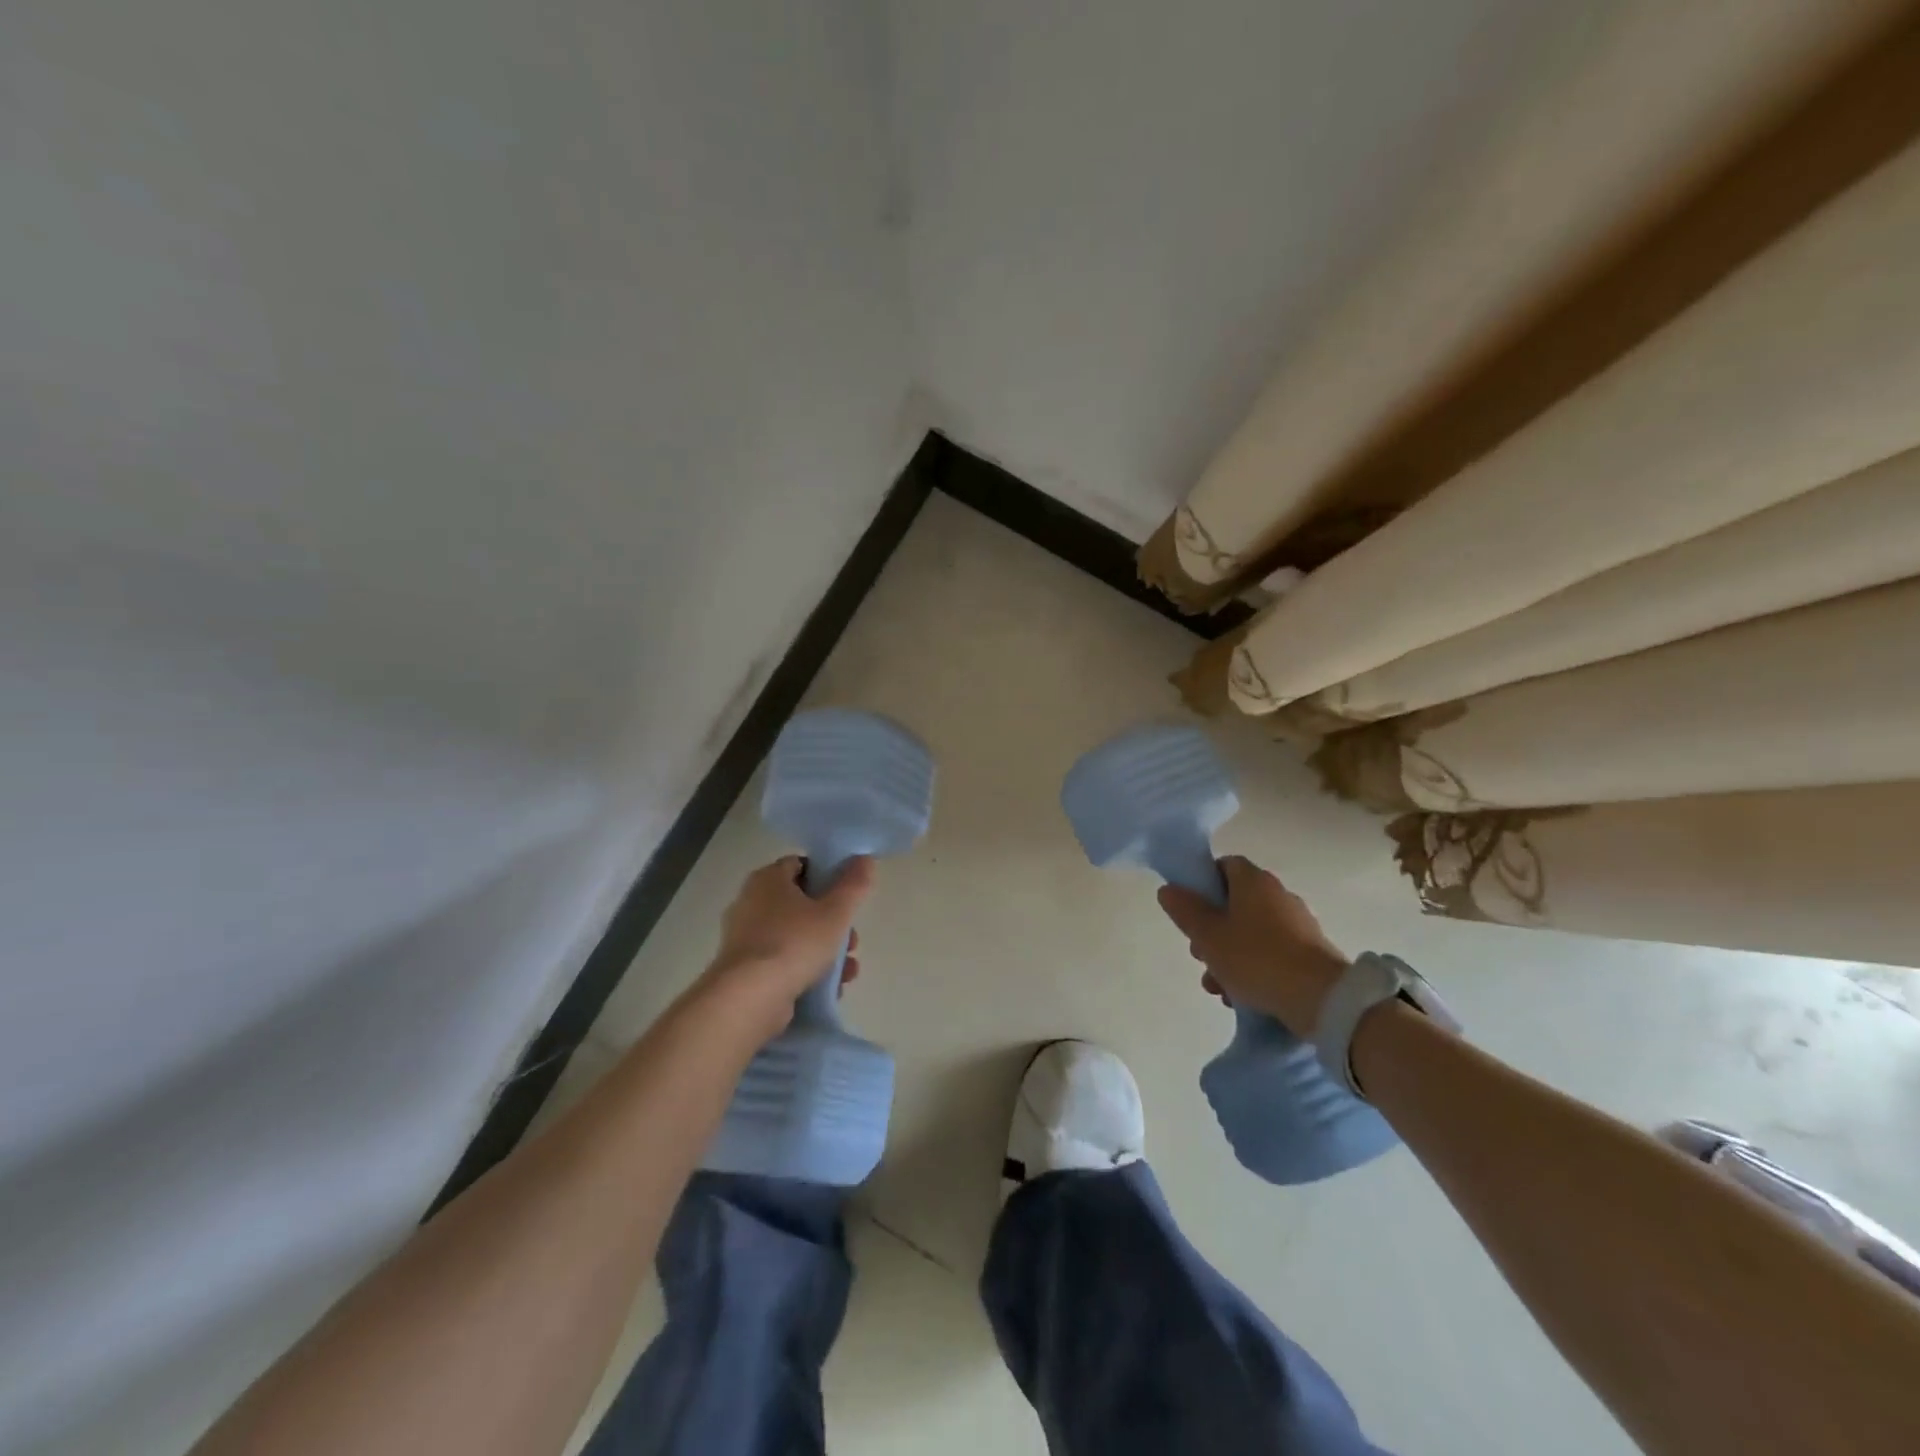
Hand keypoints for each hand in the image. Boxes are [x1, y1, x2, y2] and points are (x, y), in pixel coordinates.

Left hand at [696, 855, 873, 1028]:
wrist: (748, 999)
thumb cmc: (794, 943)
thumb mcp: (835, 912)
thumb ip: (854, 885)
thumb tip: (865, 859)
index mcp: (767, 879)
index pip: (800, 865)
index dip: (827, 876)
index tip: (847, 896)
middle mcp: (750, 903)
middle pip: (800, 904)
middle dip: (832, 922)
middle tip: (852, 941)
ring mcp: (745, 939)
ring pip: (794, 936)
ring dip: (825, 951)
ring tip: (848, 971)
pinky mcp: (744, 970)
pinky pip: (782, 962)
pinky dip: (805, 970)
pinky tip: (829, 989)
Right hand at [1157, 856, 1348, 1034]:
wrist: (1321, 999)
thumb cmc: (1256, 957)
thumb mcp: (1208, 935)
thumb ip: (1185, 910)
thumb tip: (1169, 889)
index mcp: (1254, 881)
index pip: (1225, 865)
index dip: (1204, 883)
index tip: (1190, 909)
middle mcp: (1279, 895)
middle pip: (1235, 903)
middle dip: (1212, 930)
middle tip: (1200, 955)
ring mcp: (1299, 925)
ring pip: (1251, 933)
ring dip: (1229, 956)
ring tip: (1218, 987)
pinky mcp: (1311, 954)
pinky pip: (1272, 954)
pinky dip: (1255, 969)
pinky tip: (1243, 997)